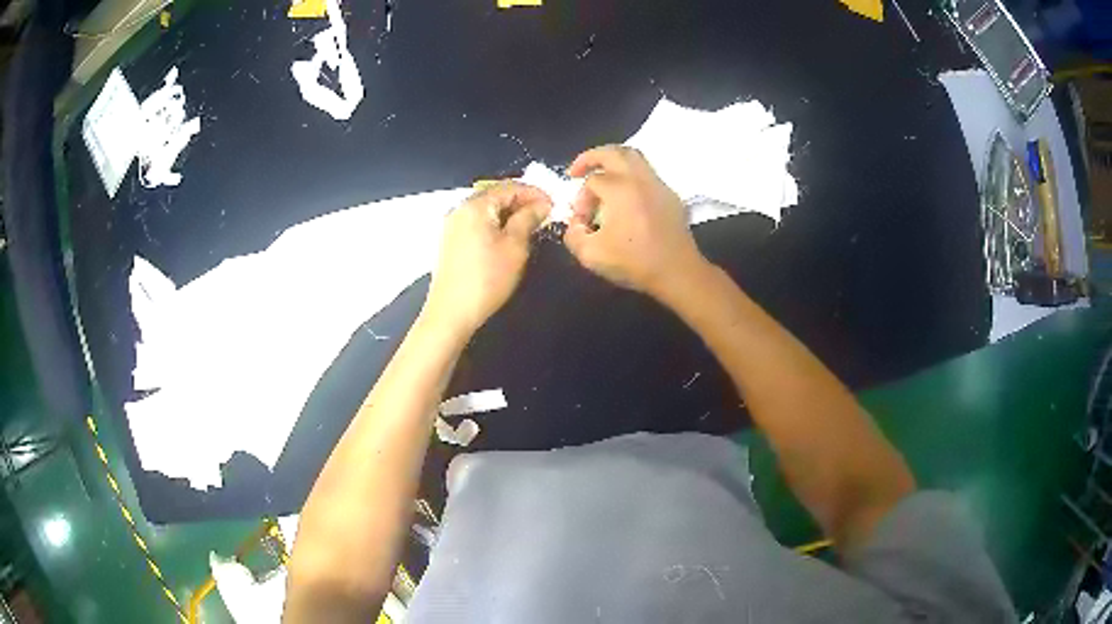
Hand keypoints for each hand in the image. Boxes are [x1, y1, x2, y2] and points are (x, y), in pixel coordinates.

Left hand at [423, 182, 551, 337]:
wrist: (451, 313)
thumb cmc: (487, 278)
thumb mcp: (515, 247)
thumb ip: (528, 219)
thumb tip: (541, 204)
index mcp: (475, 205)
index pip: (509, 187)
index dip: (534, 193)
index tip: (554, 205)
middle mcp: (460, 209)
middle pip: (495, 195)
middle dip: (521, 202)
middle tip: (544, 215)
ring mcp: (452, 225)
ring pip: (486, 210)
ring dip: (509, 214)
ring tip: (530, 226)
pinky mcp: (450, 242)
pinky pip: (477, 223)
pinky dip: (495, 224)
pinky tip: (508, 237)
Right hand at [563, 145, 706, 299]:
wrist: (677, 272)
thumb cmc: (635, 263)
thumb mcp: (591, 255)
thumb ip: (573, 235)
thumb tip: (575, 223)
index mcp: (620, 189)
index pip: (591, 181)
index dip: (580, 199)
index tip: (582, 220)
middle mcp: (639, 179)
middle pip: (613, 152)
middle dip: (590, 157)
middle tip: (576, 170)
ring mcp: (658, 184)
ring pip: (633, 157)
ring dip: (612, 161)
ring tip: (600, 174)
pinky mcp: (670, 194)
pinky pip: (647, 173)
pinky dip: (630, 174)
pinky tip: (625, 194)